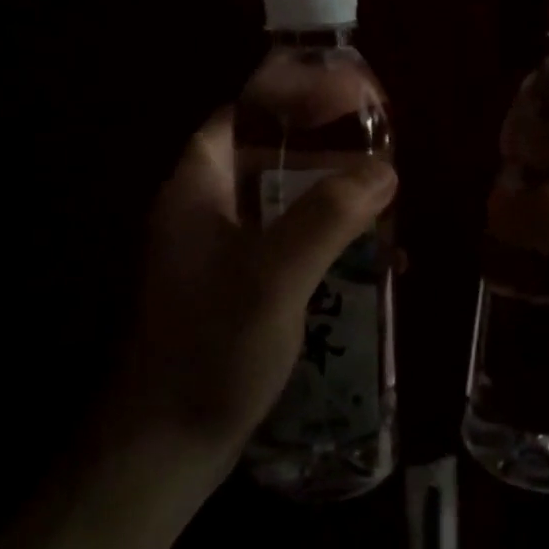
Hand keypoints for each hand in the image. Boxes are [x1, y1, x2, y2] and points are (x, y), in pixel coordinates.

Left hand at [113, 107, 397, 482]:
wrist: (165, 449)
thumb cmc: (212, 348)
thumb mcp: (275, 275)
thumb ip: (329, 216)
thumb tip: (383, 169)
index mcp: (196, 192)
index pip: (237, 119)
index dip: (285, 100)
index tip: (339, 98)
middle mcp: (201, 215)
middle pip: (263, 160)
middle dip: (319, 150)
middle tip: (374, 149)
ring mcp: (216, 258)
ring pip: (278, 207)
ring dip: (327, 200)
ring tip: (381, 201)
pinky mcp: (233, 294)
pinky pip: (284, 249)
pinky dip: (322, 244)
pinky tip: (367, 263)